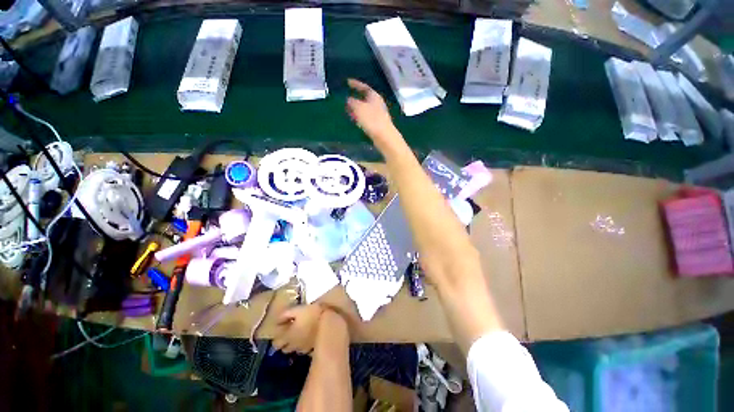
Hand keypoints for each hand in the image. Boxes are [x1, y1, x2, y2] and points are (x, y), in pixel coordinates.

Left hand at [273, 304, 324, 353]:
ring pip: (294, 350)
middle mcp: (294, 344)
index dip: (276, 338)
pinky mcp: (312, 347)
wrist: (328, 319)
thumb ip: (285, 315)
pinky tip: (306, 338)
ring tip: (297, 335)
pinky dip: (303, 345)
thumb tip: (277, 320)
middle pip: (284, 349)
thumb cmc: (311, 312)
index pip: (276, 344)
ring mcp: (303, 348)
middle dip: (284, 343)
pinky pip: (304, 349)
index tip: (279, 331)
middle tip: (288, 334)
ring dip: (293, 345)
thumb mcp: (297, 309)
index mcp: (288, 336)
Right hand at [346, 79, 396, 148]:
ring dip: (357, 109)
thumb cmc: (371, 120)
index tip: (347, 82)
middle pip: (365, 97)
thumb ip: (352, 102)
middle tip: (346, 98)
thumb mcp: (358, 108)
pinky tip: (355, 121)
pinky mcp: (378, 123)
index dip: (355, 84)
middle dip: (355, 98)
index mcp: (374, 95)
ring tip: (348, 111)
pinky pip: (367, 117)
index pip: (364, 86)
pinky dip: (360, 117)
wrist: (384, 137)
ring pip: (365, 108)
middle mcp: (377, 103)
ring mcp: (378, 114)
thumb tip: (349, 100)